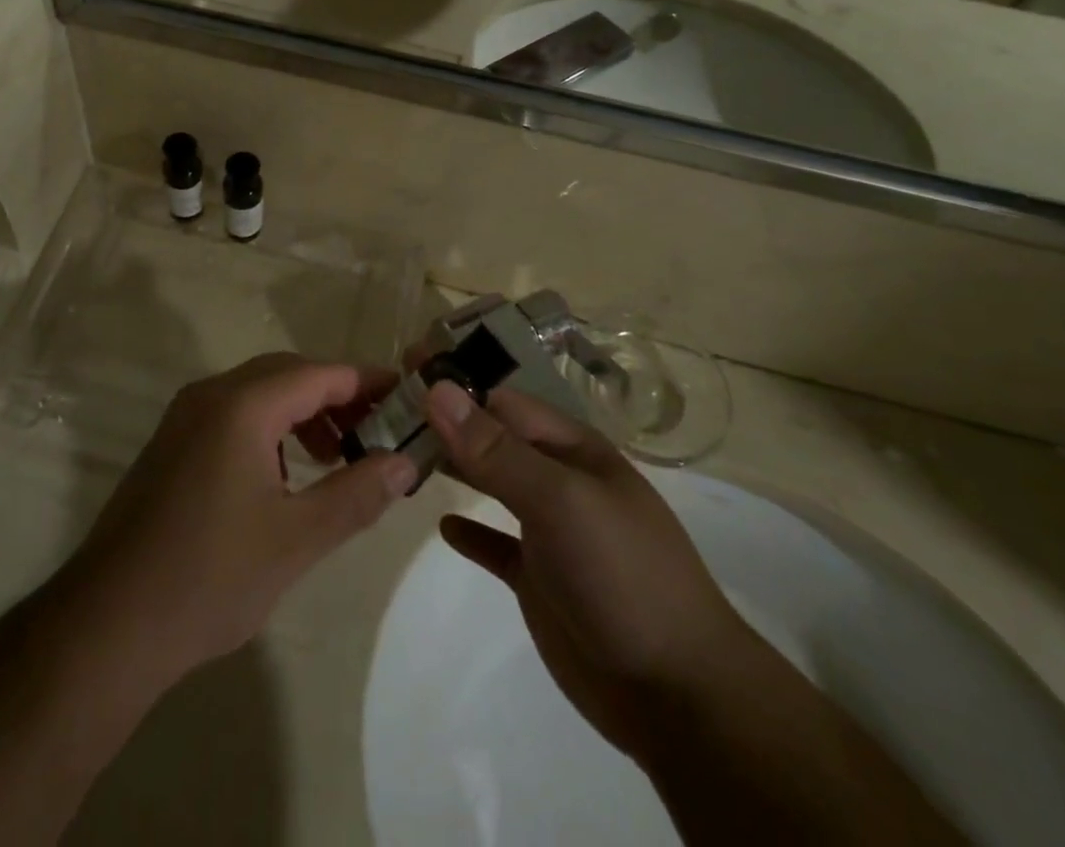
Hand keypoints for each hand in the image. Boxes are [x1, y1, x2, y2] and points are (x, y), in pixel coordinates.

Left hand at [66, 354, 417, 686]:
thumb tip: (404, 464)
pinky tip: (286, 475)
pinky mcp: (171, 444)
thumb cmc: (211, 576)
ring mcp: (184, 418)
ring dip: (302, 413)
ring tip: (336, 457)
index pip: (318, 374)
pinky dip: (270, 429)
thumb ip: (356, 494)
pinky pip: (232, 415)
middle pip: (287, 374)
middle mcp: (210, 395)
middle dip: (335, 396)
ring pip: (258, 393)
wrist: (109, 623)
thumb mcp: (297, 539)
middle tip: (377, 430)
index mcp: (241, 405)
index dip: (365, 382)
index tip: (405, 397)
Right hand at [425, 381, 752, 756]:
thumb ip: (495, 448)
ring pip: (491, 483)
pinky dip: (470, 530)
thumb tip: (438, 389)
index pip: (502, 399)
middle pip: (493, 436)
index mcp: (572, 449)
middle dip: (447, 420)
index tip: (402, 370)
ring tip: (399, 453)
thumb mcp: (559, 500)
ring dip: (453, 467)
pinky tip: (443, 524)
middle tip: (387, 407)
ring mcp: (550, 530)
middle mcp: (559, 480)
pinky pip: (496, 543)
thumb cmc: (622, 575)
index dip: (456, 382)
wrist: (677, 694)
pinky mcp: (539, 579)